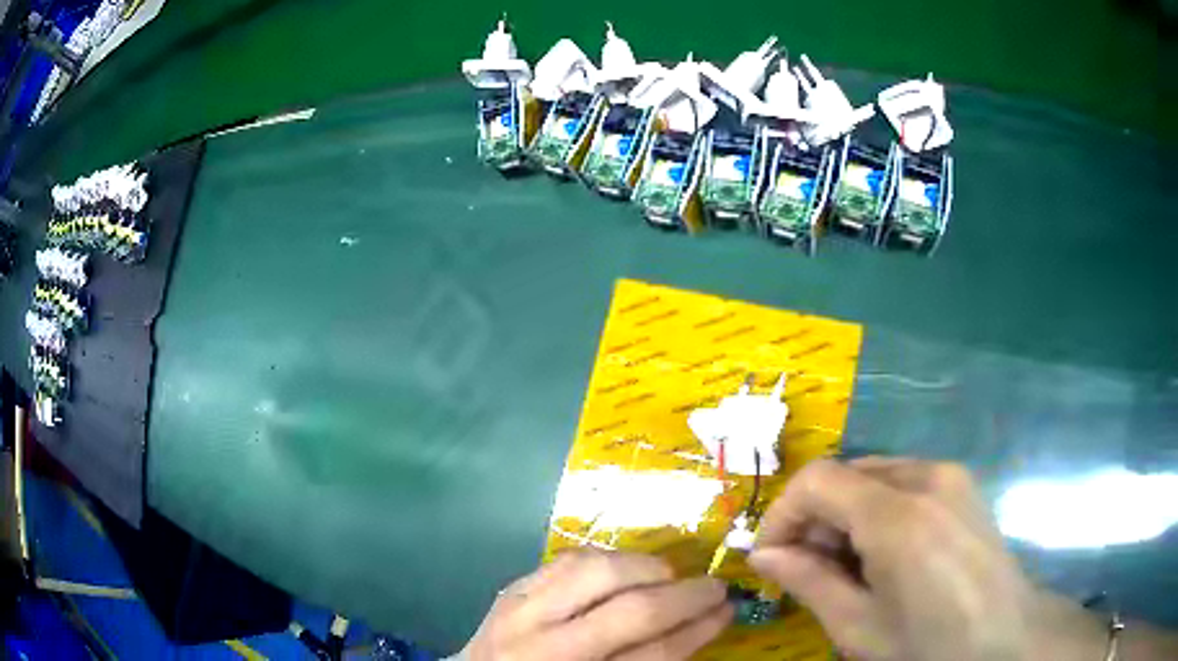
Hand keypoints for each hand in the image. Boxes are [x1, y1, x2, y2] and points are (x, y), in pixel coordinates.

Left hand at [457, 549, 732, 660]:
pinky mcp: (511, 588)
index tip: (728, 610)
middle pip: (630, 610)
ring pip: (596, 571)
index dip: (698, 630)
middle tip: (714, 588)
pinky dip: (606, 560)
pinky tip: (624, 570)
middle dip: (685, 596)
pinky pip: (566, 559)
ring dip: (646, 569)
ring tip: (668, 577)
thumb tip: (694, 628)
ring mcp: (521, 611)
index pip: (652, 656)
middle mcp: (545, 648)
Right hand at [749, 458, 1103, 660]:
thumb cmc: (929, 643)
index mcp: (899, 516)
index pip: (817, 481)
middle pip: (846, 473)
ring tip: (846, 565)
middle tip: (806, 568)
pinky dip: (876, 508)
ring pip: (874, 474)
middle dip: (813, 517)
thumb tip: (763, 557)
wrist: (1004, 635)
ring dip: (845, 513)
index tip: (770, 557)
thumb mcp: (859, 627)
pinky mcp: (962, 483)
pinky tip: (884, 552)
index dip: (782, 514)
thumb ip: (808, 583)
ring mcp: (949, 475)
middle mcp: (926, 477)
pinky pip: (903, 480)